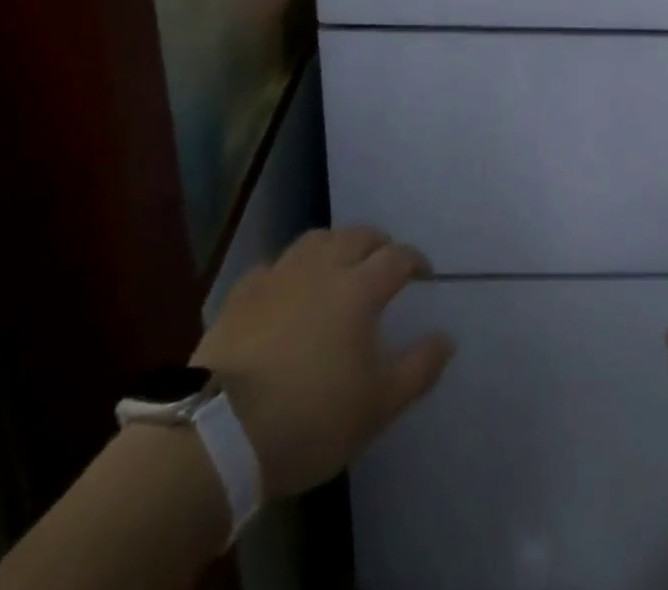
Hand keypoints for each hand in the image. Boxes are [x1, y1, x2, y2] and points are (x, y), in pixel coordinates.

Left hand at [193, 226, 454, 499]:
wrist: (219, 433)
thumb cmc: (310, 418)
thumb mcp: (377, 406)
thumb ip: (418, 368)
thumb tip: (447, 338)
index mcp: (359, 288)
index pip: (397, 257)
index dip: (415, 260)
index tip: (423, 274)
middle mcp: (322, 268)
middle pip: (357, 236)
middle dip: (378, 243)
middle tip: (384, 260)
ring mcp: (279, 276)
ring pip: (315, 240)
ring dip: (335, 245)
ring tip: (339, 264)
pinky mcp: (242, 293)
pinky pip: (273, 266)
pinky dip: (289, 270)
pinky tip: (287, 289)